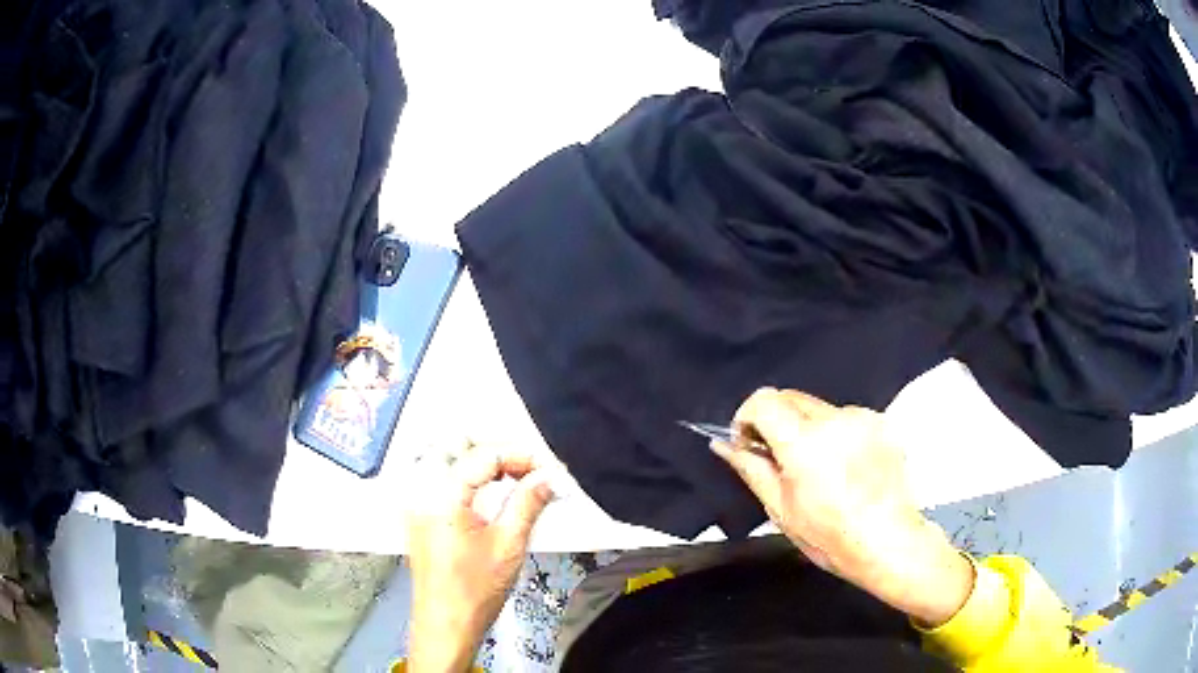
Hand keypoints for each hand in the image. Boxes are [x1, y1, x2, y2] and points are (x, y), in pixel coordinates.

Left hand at [405, 446, 554, 671]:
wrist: (446, 625)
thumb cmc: (475, 591)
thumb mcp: (509, 545)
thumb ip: (528, 503)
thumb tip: (548, 477)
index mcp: (441, 495)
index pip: (483, 455)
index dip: (520, 456)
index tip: (547, 468)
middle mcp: (421, 492)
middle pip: (457, 445)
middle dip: (496, 450)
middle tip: (528, 468)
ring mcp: (415, 504)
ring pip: (445, 458)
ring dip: (479, 461)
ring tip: (512, 477)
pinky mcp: (418, 517)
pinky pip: (438, 479)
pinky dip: (464, 476)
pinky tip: (487, 492)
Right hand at [714, 388, 972, 626]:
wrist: (888, 542)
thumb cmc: (831, 536)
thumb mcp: (781, 508)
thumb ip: (751, 468)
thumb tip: (724, 445)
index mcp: (805, 442)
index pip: (764, 400)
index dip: (747, 416)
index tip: (747, 442)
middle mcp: (835, 419)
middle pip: (791, 397)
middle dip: (776, 420)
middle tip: (778, 458)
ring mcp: (862, 419)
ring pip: (818, 407)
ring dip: (806, 427)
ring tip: (817, 468)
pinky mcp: (881, 424)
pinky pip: (846, 417)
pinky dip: (834, 433)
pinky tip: (843, 467)